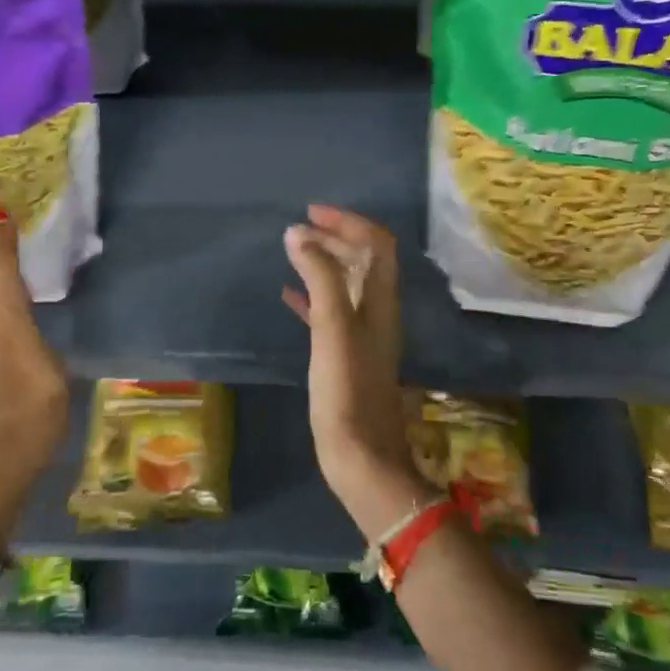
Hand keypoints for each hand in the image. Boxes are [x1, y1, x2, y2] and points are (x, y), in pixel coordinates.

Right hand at [282, 205, 426, 537]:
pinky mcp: (345, 358)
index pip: (378, 244)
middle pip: (364, 261)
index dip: (349, 222)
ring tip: (292, 252)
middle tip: (299, 228)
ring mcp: (362, 336)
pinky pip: (328, 314)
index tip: (312, 213)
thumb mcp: (332, 327)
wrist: (361, 457)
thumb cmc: (347, 390)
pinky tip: (287, 297)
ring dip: (323, 264)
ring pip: (346, 285)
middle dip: (335, 238)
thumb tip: (299, 234)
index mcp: (381, 301)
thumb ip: (319, 277)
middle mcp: (377, 313)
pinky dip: (311, 297)